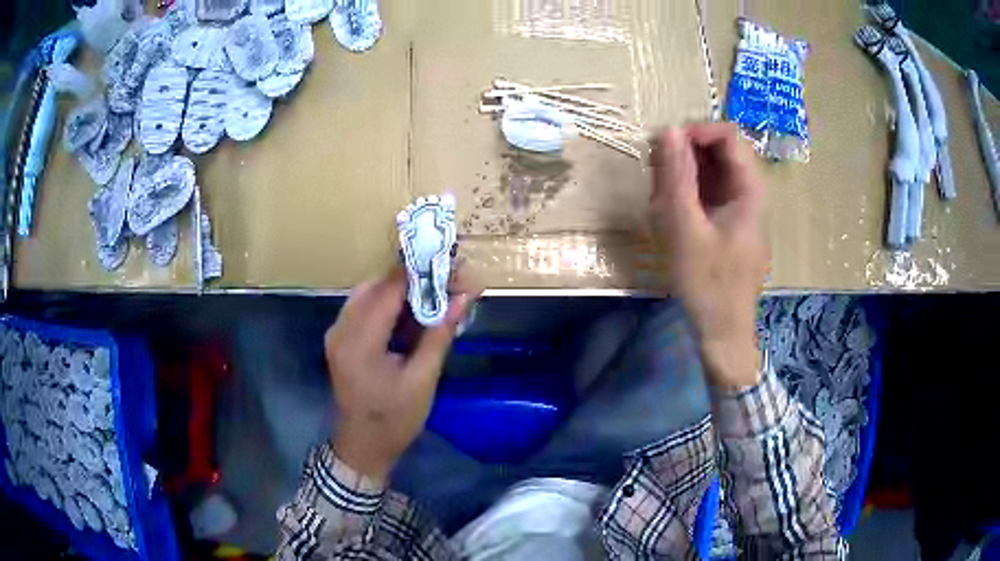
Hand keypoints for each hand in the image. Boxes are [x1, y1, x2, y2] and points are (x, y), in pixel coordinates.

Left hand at [326, 265, 481, 480]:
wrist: (363, 446)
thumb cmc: (395, 419)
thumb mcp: (423, 380)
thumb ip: (439, 334)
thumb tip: (463, 297)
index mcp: (359, 342)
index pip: (388, 290)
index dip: (419, 272)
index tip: (450, 263)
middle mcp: (341, 330)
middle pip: (377, 287)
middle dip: (413, 279)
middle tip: (448, 280)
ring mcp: (336, 334)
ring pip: (369, 294)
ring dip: (401, 291)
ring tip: (435, 294)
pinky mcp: (340, 339)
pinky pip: (363, 308)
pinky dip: (388, 305)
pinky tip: (412, 313)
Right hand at [649, 123, 767, 388]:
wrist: (723, 332)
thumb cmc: (707, 284)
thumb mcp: (685, 228)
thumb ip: (676, 177)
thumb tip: (667, 130)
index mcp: (750, 191)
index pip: (728, 136)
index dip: (696, 131)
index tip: (665, 144)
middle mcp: (750, 194)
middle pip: (721, 152)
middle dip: (687, 153)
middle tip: (657, 171)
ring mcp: (742, 210)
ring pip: (715, 172)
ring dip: (685, 173)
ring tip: (660, 194)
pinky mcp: (731, 224)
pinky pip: (712, 193)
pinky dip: (690, 192)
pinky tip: (672, 210)